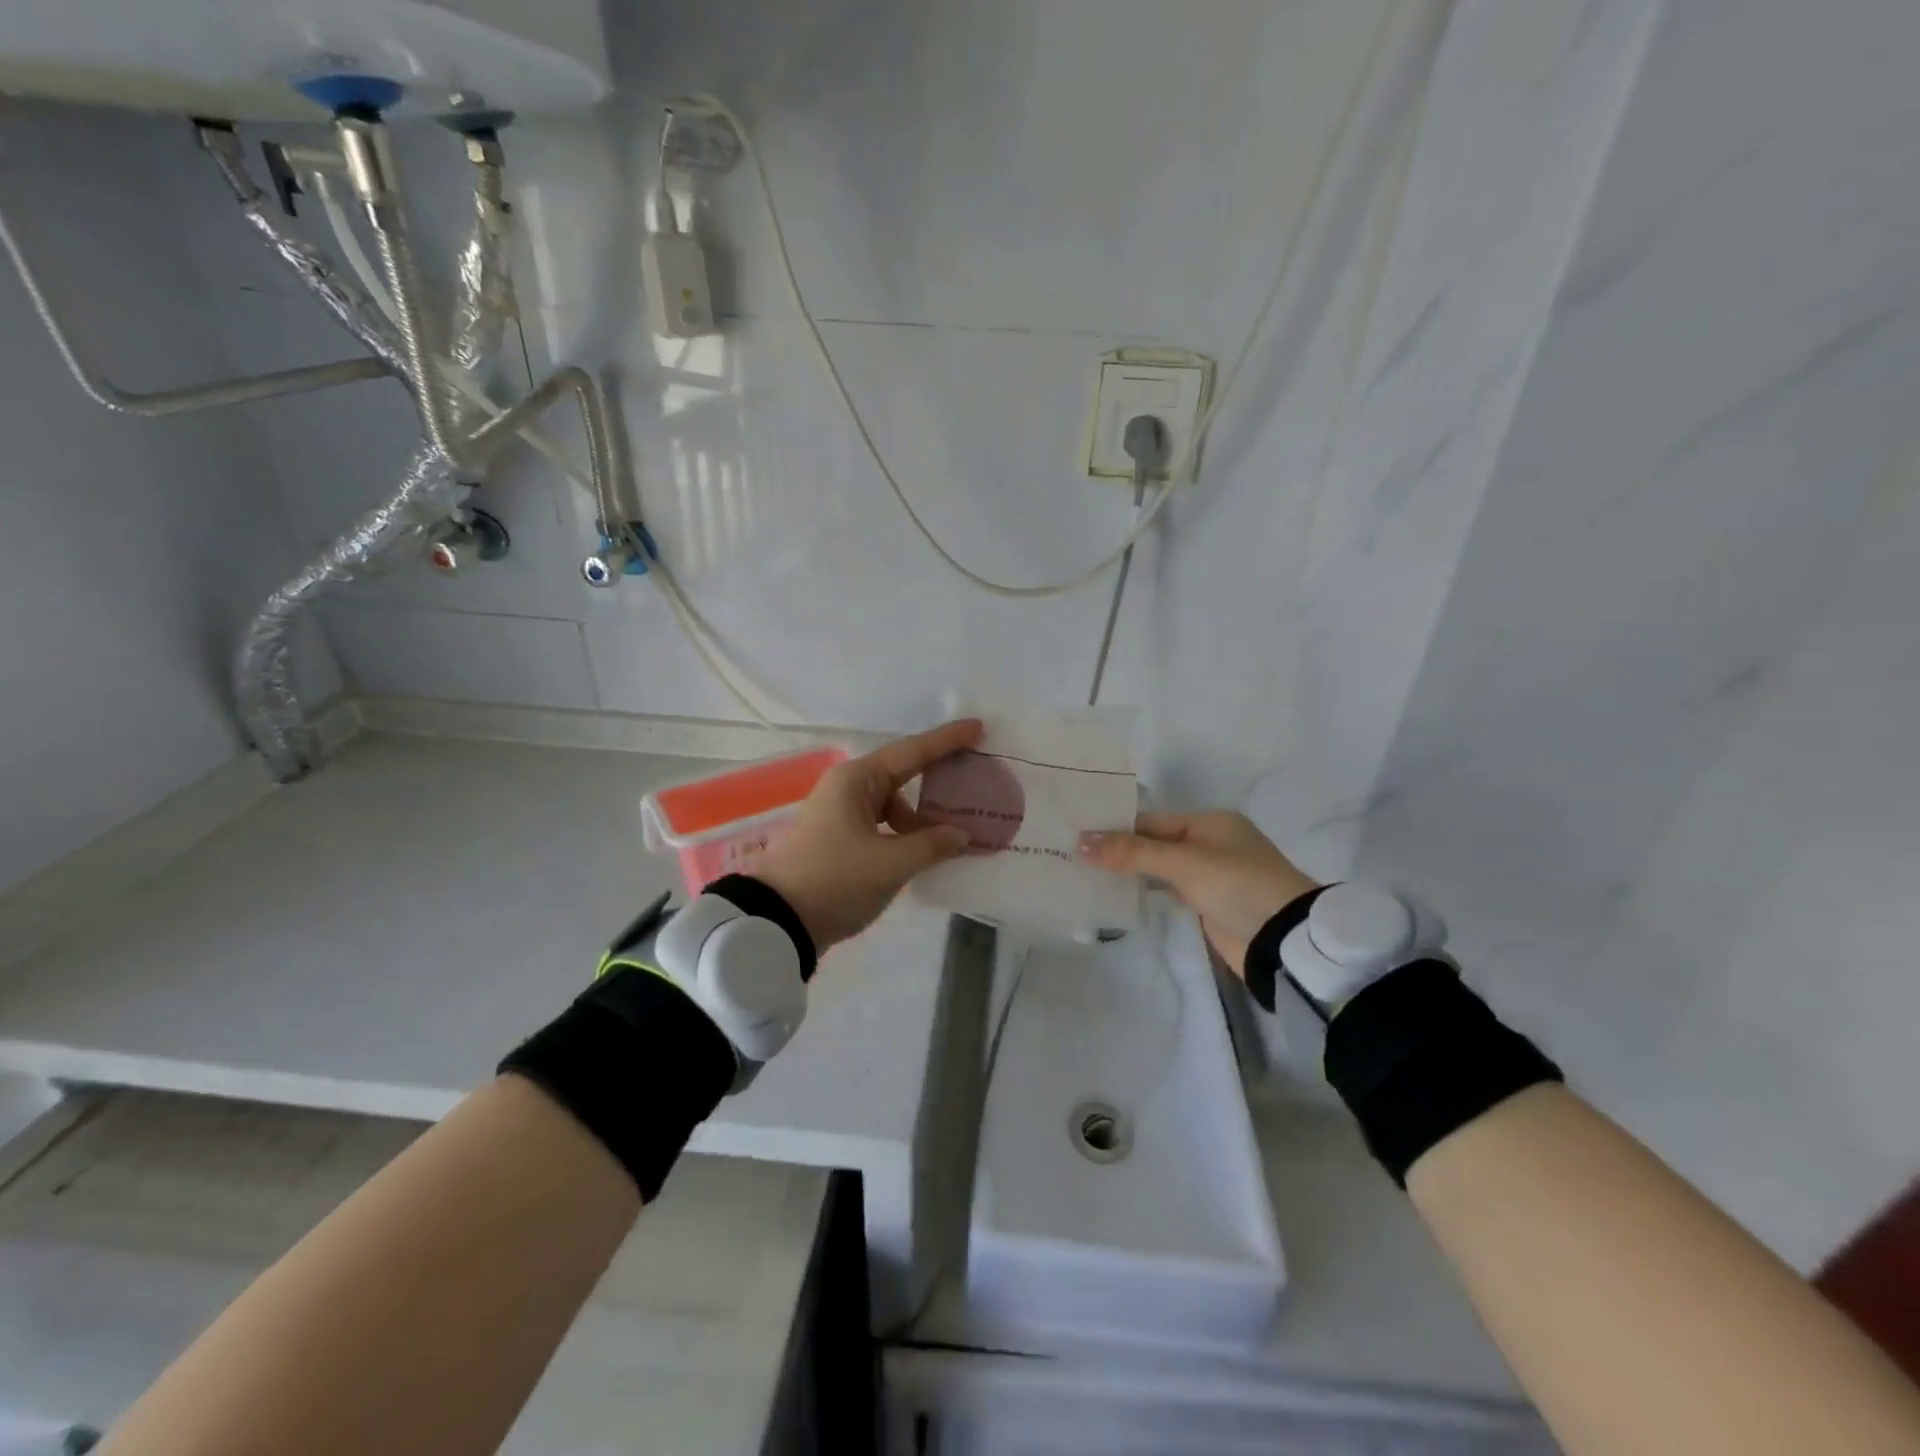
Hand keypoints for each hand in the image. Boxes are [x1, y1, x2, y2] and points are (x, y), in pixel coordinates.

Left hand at [747, 720, 983, 951]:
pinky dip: (904, 835)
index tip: (978, 728)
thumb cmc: (836, 881)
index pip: (912, 752)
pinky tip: (924, 853)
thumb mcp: (891, 864)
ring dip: (921, 818)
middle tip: (974, 778)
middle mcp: (847, 788)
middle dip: (937, 779)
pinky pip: (882, 825)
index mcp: (857, 780)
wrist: (777, 922)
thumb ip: (932, 845)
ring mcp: (840, 814)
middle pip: (902, 775)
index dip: (947, 741)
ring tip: (953, 839)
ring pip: (892, 805)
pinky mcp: (838, 839)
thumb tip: (961, 834)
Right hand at [1078, 810, 1317, 972]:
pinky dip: (1144, 893)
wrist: (1284, 940)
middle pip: (1153, 843)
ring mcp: (1209, 877)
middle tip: (1071, 853)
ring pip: (1158, 869)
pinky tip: (1114, 896)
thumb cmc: (1237, 886)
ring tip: (1083, 873)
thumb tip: (1081, 842)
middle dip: (1117, 850)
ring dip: (1128, 872)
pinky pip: (1167, 892)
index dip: (1115, 827)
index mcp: (1209, 823)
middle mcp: (1209, 844)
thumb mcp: (1184, 863)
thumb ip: (1132, 852)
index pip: (1151, 820)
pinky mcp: (1207, 906)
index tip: (1076, 834)